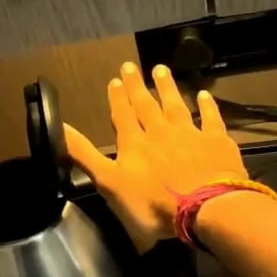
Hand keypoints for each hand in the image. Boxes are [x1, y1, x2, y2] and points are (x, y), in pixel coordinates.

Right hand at [65, 62, 249, 249]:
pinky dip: (207, 106)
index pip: (123, 116)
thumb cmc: (153, 204)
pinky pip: (210, 119)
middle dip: (137, 86)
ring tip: (160, 69)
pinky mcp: (216, 143)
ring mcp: (190, 135)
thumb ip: (85, 155)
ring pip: (175, 106)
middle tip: (131, 66)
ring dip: (167, 88)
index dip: (117, 99)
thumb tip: (60, 128)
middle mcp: (160, 133)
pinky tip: (203, 95)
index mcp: (134, 145)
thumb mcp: (109, 184)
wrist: (205, 209)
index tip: (114, 80)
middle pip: (147, 105)